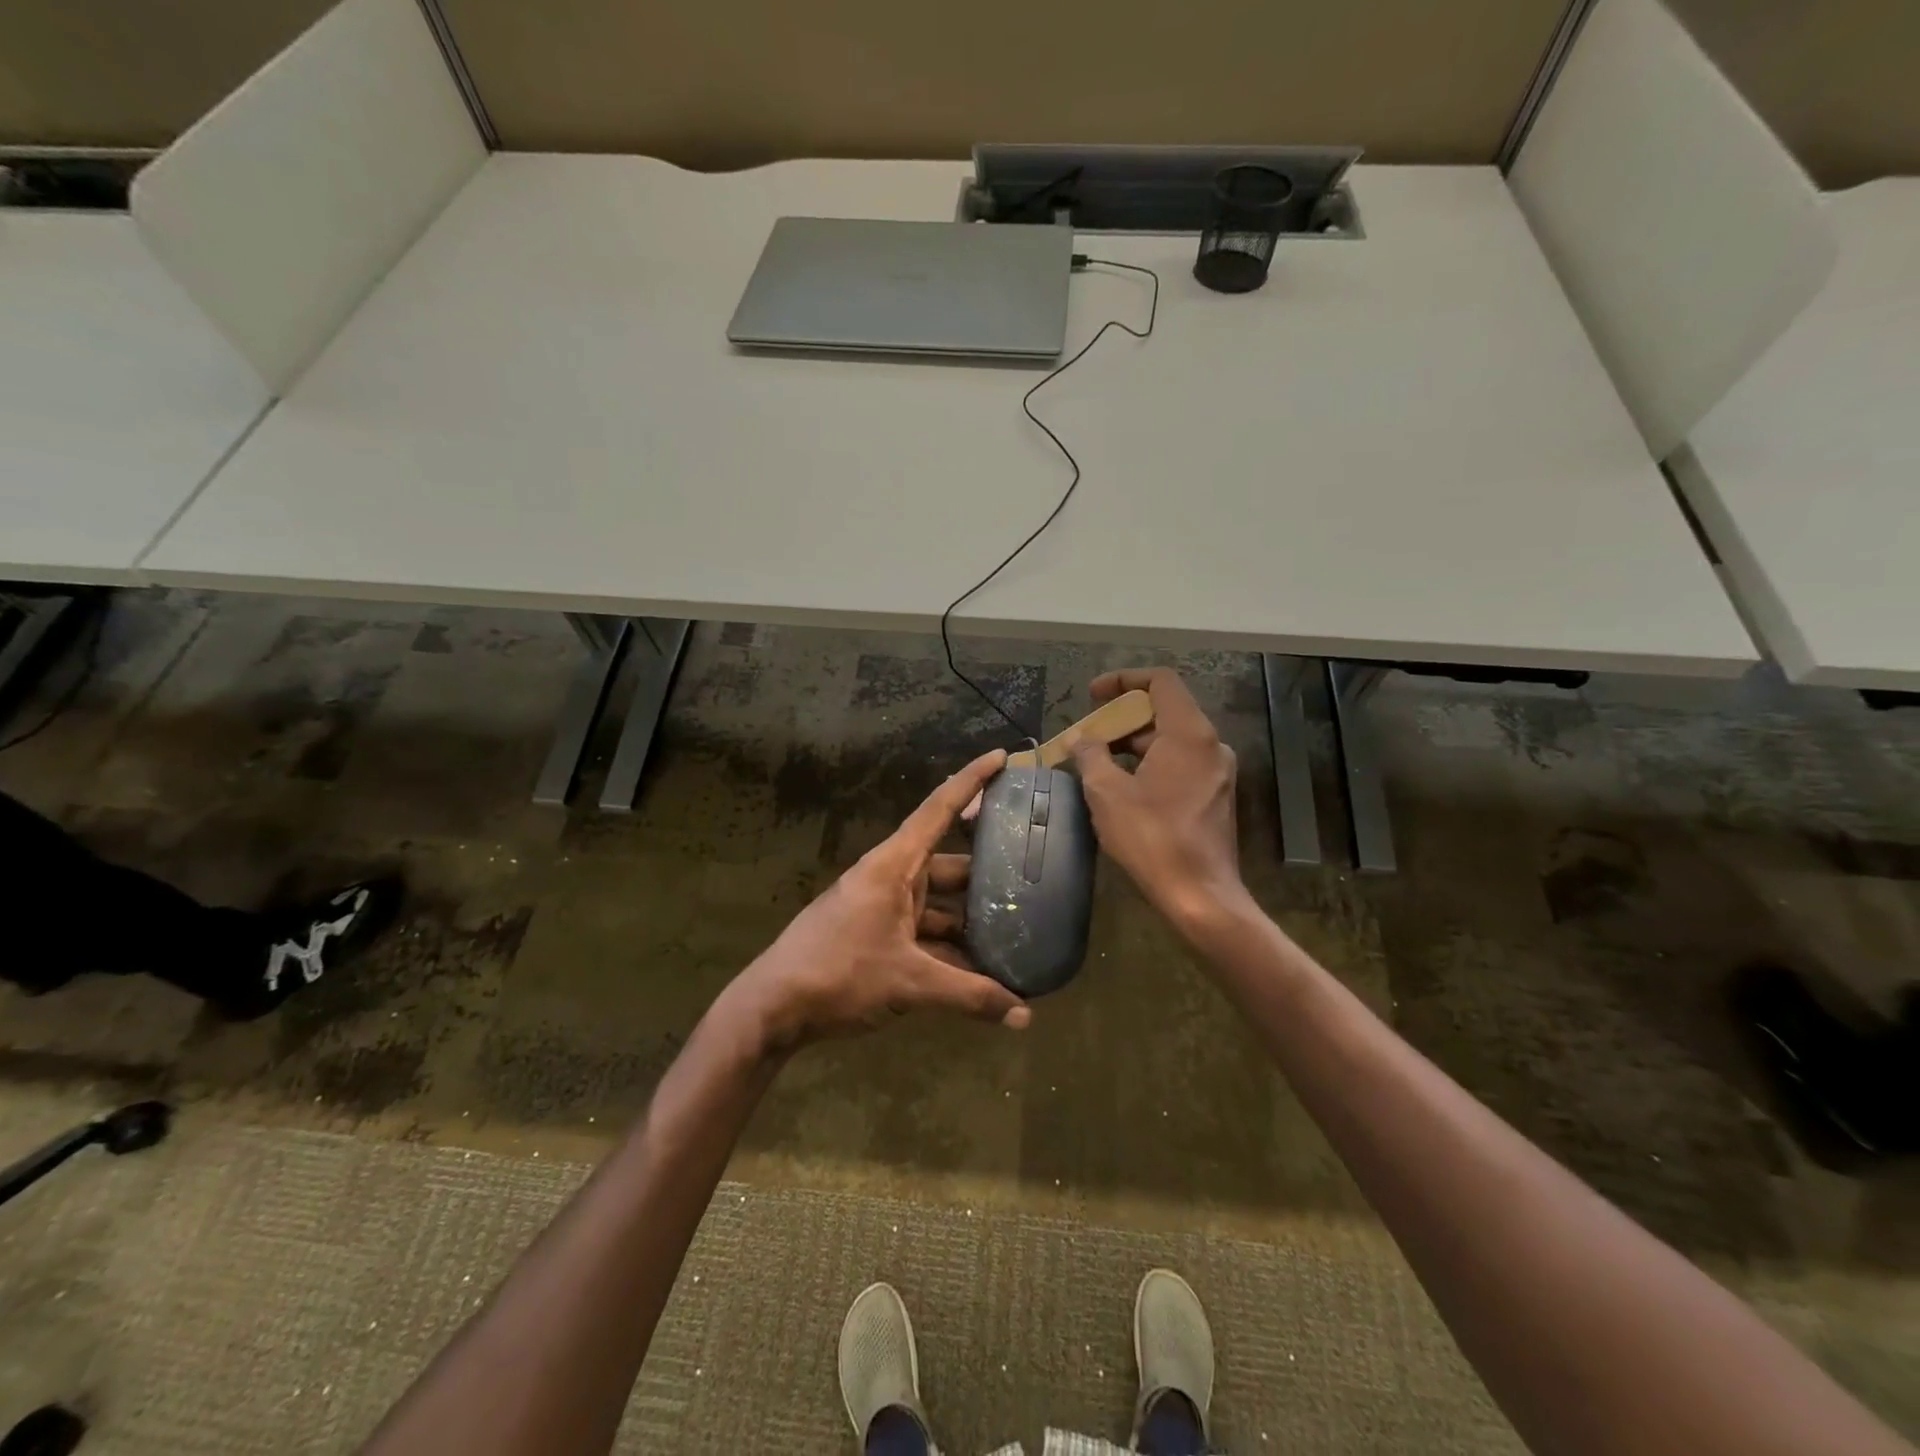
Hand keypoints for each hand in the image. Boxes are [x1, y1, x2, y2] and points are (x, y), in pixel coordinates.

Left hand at [729, 748, 1031, 1051]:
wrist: (773, 1008)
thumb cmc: (839, 973)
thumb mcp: (909, 983)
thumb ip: (969, 995)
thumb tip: (1025, 1015)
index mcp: (894, 866)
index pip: (939, 809)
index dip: (972, 781)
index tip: (1002, 757)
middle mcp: (891, 877)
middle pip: (948, 861)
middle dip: (987, 866)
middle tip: (1032, 866)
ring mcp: (882, 907)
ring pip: (938, 901)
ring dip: (971, 916)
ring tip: (1017, 926)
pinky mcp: (876, 935)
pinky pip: (924, 930)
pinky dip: (950, 945)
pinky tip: (980, 968)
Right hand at [1071, 669, 1245, 932]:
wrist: (1200, 895)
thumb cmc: (1151, 838)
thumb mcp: (1107, 793)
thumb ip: (1091, 755)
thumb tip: (1082, 738)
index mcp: (1189, 733)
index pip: (1160, 681)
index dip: (1123, 680)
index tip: (1093, 695)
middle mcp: (1210, 744)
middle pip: (1164, 710)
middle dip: (1122, 717)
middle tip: (1088, 736)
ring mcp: (1218, 771)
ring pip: (1171, 740)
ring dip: (1133, 744)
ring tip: (1097, 763)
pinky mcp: (1216, 795)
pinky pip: (1180, 763)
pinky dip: (1150, 763)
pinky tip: (1123, 786)